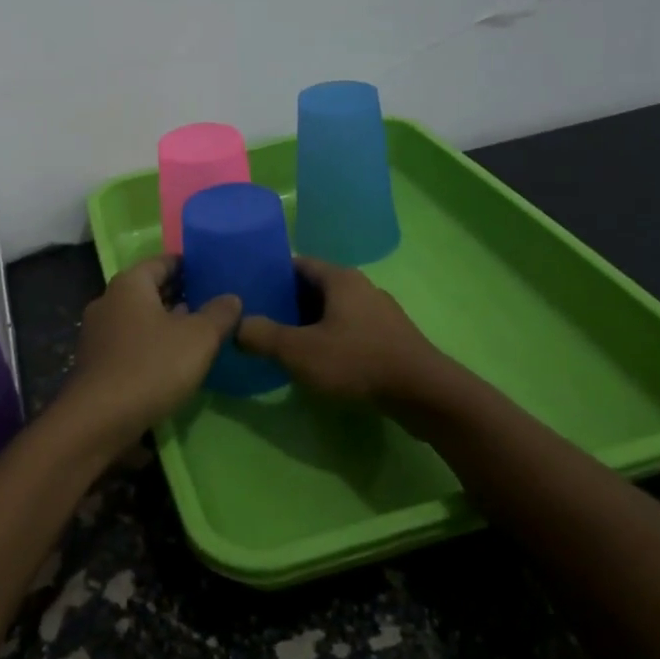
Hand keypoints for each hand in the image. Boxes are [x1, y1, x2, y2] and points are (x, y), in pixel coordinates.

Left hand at [52, 254, 241, 457]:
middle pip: (149, 290)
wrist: (99, 420)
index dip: (188, 265)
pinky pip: (130, 343)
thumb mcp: (199, 338)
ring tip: (199, 333)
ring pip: (139, 318)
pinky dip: (151, 345)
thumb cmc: (152, 366)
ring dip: (166, 323)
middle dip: (179, 295)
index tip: (212, 272)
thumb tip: (231, 298)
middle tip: (212, 303)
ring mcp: (98, 333)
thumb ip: (219, 314)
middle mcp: (108, 301)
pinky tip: (173, 361)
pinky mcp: (96, 363)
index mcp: (129, 284)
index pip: (162, 262)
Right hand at [236, 257, 446, 403]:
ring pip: (333, 310)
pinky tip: (317, 361)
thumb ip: (263, 336)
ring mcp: (379, 313)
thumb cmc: (358, 361)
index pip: (297, 263)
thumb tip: (236, 325)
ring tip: (281, 342)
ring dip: (308, 323)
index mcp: (340, 278)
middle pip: (315, 287)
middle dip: (286, 302)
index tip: (248, 290)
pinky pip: (350, 330)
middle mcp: (361, 287)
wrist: (423, 394)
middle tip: (258, 319)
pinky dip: (329, 338)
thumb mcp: (299, 351)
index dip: (271, 274)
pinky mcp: (390, 338)